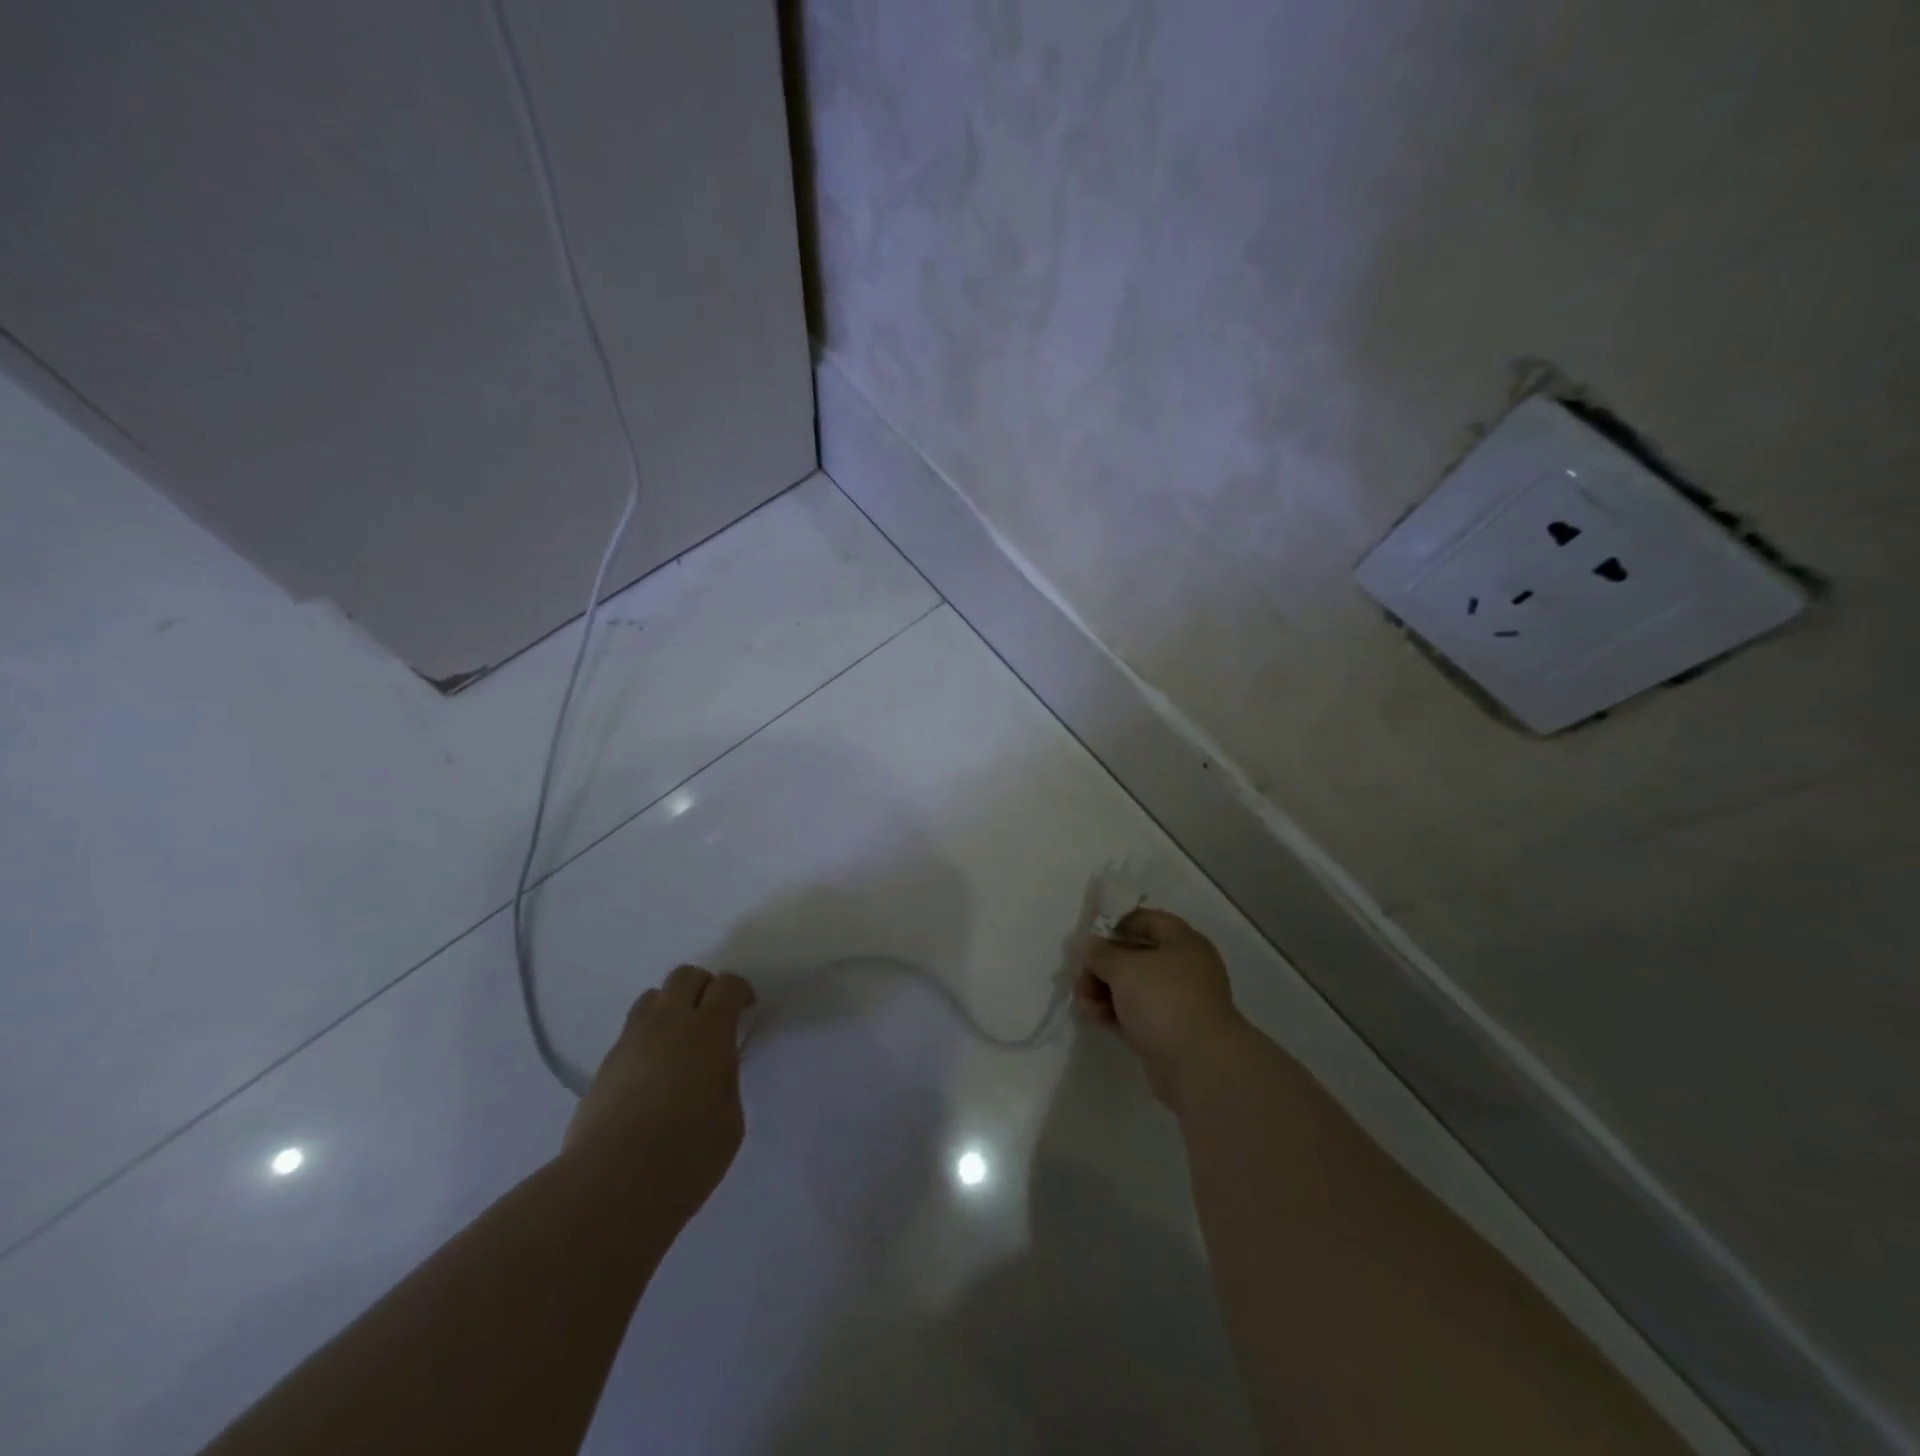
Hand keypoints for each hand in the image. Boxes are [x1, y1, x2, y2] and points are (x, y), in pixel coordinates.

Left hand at [563, 965, 755, 1217]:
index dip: (740, 991)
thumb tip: (711, 1070)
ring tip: (678, 1039)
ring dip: (670, 1007)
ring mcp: (631, 1041)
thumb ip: (723, 1079)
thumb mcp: (730, 1114)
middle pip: (684, 976)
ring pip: (651, 998)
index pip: (727, 985)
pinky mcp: (604, 1066)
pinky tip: (651, 1073)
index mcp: (709, 1029)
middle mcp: (668, 1022)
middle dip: (703, 986)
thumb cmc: (689, 1152)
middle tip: (712, 1015)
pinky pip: (630, 1033)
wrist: (615, 1183)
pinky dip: (646, 1039)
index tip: (746, 1008)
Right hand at [1078, 909, 1247, 1109]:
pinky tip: (1095, 1019)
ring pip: (1133, 988)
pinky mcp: (1169, 1032)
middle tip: (1080, 980)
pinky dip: (1115, 1014)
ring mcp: (1178, 1003)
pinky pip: (1136, 1015)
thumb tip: (1091, 944)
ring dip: (1104, 993)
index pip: (1147, 921)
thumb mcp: (1125, 968)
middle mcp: (1184, 969)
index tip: (1091, 940)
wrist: (1199, 1066)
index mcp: (1183, 943)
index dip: (1117, 925)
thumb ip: (1102, 953)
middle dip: (1103, 967)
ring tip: (1084, 1006)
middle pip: (1135, 957)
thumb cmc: (1164, 1001)